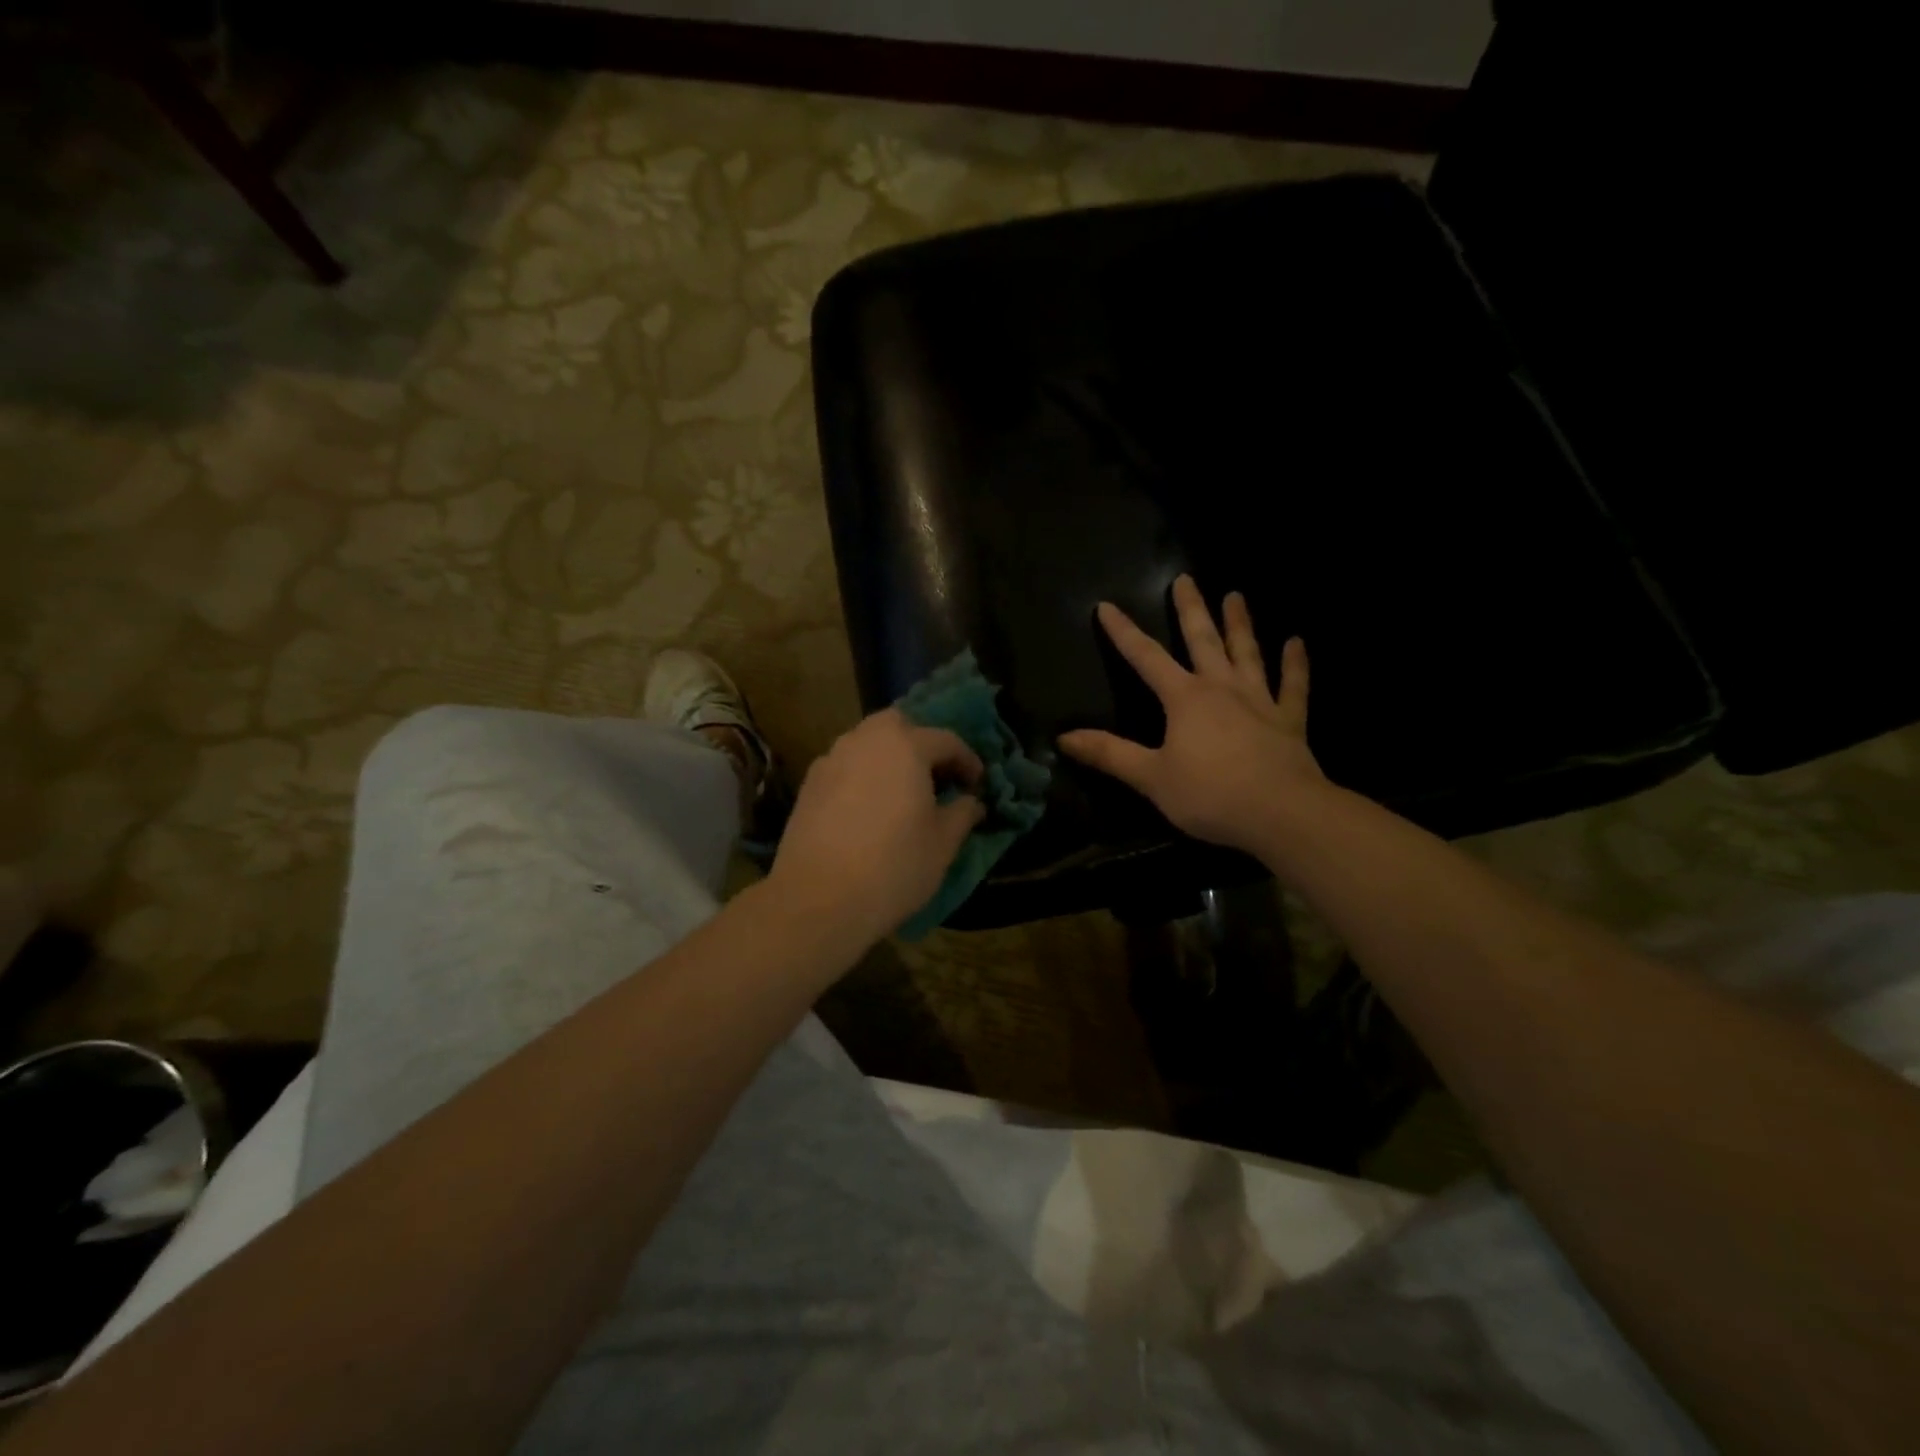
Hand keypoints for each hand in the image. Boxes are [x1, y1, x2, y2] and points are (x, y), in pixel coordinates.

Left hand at [766, 708, 985, 947]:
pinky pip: (845, 766)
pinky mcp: (809, 785)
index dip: (967, 761)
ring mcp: (831, 760)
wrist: (818, 899)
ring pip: (867, 743)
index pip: (946, 740)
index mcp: (906, 746)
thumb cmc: (893, 867)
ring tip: (901, 793)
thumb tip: (972, 802)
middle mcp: (866, 741)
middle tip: (935, 777)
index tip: (977, 785)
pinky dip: (863, 775)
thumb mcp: (943, 844)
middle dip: (920, 743)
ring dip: (889, 758)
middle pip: (898, 726)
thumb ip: (962, 814)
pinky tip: (869, 809)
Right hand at [1059, 574, 1326, 855]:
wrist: (1281, 813)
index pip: (1146, 658)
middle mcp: (1221, 688)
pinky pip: (1293, 685)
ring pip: (1247, 653)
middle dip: (1190, 610)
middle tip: (1185, 578)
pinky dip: (1295, 664)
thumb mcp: (1150, 778)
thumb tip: (1063, 737)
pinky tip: (1296, 642)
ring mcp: (1260, 701)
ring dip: (1240, 624)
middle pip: (1203, 640)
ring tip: (1235, 595)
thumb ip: (1109, 754)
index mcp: (1185, 699)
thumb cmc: (1210, 795)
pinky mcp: (1289, 720)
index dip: (1123, 633)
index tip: (1107, 606)